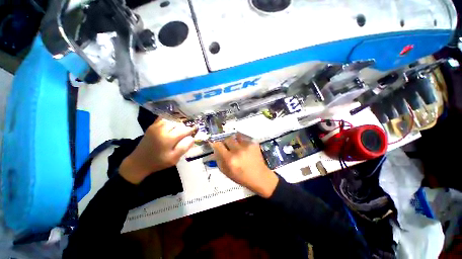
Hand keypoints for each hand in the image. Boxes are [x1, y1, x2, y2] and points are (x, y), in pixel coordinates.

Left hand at [120, 118, 195, 183]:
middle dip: (184, 128)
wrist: (138, 162)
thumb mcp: (173, 159)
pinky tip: (171, 125)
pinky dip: (169, 121)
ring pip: (171, 121)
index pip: (184, 130)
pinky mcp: (151, 127)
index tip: (195, 129)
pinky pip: (162, 119)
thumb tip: (192, 138)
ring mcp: (156, 127)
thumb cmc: (158, 162)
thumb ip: (184, 148)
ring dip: (177, 124)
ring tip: (179, 130)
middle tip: (186, 133)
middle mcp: (162, 130)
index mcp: (169, 138)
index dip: (191, 130)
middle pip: (178, 124)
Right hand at [211, 134, 278, 197]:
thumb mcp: (226, 172)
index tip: (217, 145)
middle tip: (228, 147)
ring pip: (235, 136)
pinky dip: (241, 140)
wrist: (260, 176)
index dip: (216, 144)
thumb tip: (214, 148)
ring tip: (237, 147)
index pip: (218, 145)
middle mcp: (238, 151)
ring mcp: (247, 145)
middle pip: (227, 139)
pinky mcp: (254, 143)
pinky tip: (244, 147)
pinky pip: (243, 137)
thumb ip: (218, 159)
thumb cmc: (241, 177)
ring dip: (234, 141)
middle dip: (226, 143)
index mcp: (230, 159)